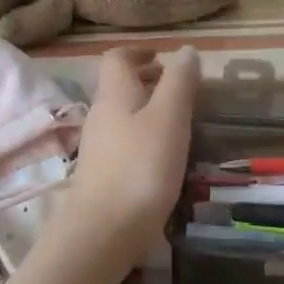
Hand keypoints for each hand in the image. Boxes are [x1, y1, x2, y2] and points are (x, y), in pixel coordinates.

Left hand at [59, 46, 200, 262]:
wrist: (103, 233)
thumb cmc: (140, 167)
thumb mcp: (169, 119)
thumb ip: (179, 82)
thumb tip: (186, 49)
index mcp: (114, 95)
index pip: (116, 59)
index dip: (138, 52)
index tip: (163, 57)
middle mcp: (100, 116)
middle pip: (119, 87)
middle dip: (147, 82)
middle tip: (179, 89)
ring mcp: (98, 149)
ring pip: (122, 116)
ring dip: (147, 111)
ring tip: (179, 122)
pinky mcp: (102, 177)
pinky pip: (124, 143)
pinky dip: (144, 138)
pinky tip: (164, 158)